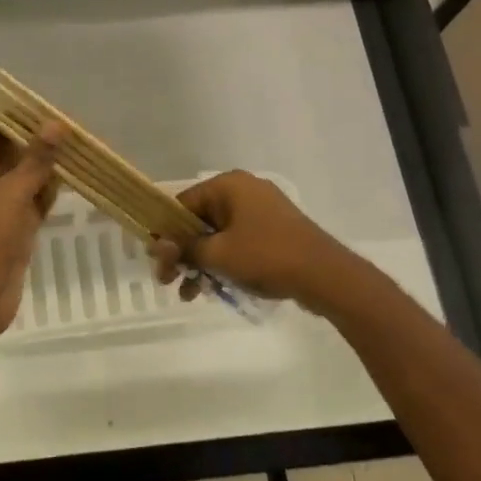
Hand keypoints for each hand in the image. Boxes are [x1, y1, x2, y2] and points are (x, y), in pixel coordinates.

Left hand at [0, 123, 62, 346]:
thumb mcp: (10, 193)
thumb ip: (35, 159)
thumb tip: (56, 125)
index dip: (16, 120)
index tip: (48, 110)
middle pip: (8, 155)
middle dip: (37, 143)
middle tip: (72, 128)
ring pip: (23, 180)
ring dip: (46, 168)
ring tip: (79, 148)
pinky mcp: (12, 231)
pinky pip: (31, 204)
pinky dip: (49, 193)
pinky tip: (74, 180)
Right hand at [148, 170, 360, 310]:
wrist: (325, 275)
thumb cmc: (267, 255)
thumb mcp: (218, 254)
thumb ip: (184, 247)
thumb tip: (157, 244)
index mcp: (228, 185)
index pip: (182, 203)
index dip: (165, 232)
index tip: (155, 259)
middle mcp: (243, 191)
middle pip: (198, 220)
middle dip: (181, 252)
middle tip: (167, 282)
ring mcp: (261, 211)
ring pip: (217, 235)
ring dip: (199, 263)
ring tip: (190, 294)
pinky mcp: (273, 232)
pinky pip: (237, 243)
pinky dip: (222, 262)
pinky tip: (211, 290)